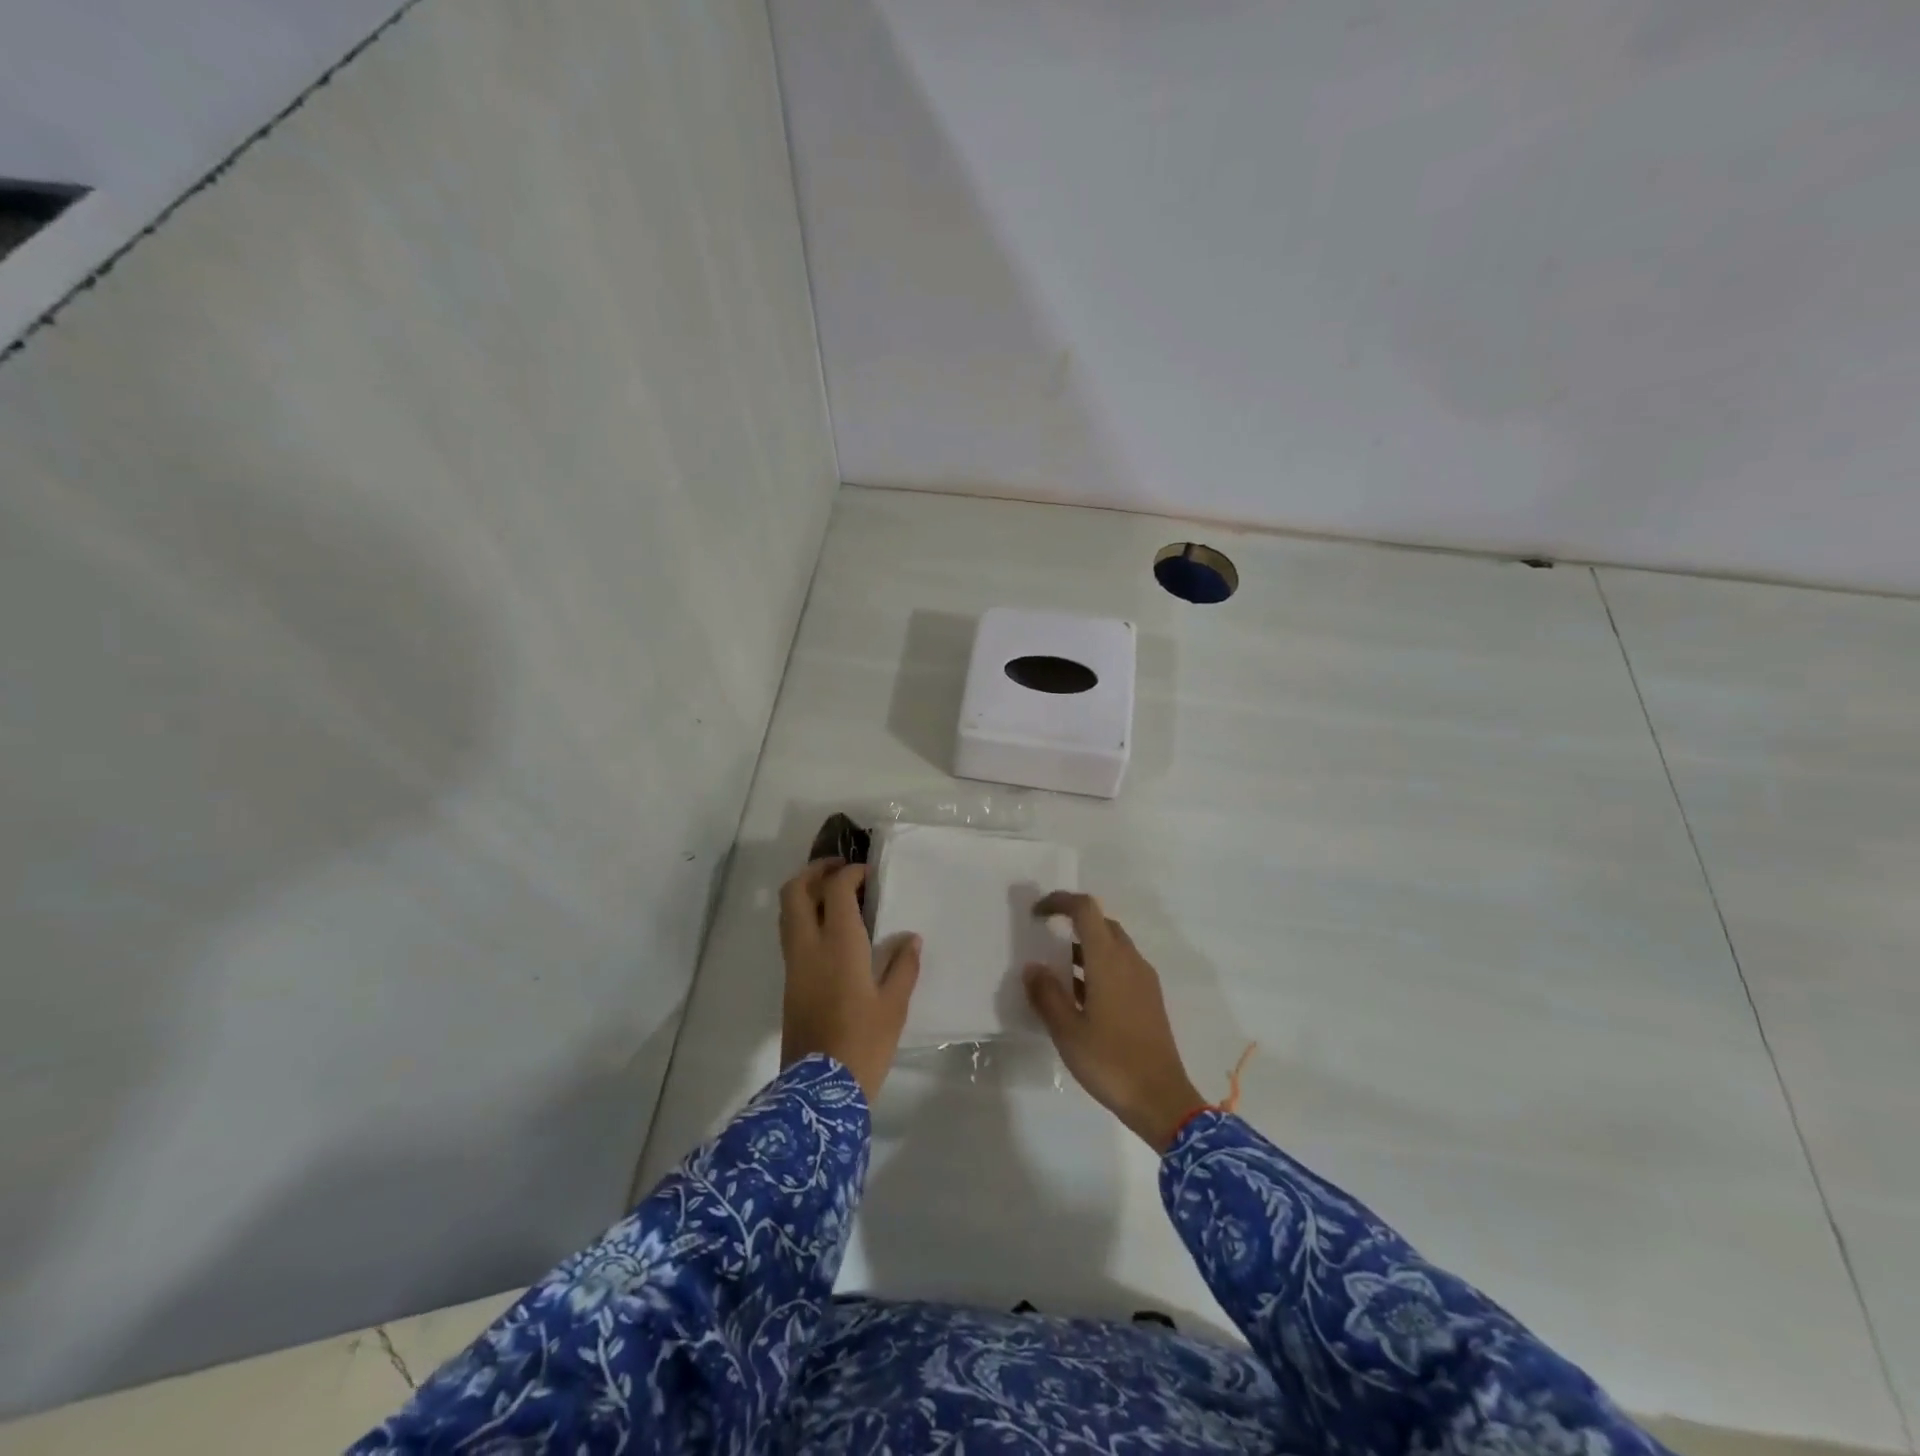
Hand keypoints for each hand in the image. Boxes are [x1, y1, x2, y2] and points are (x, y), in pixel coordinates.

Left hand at [779, 859, 920, 1103]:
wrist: (818, 1090)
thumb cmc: (864, 1043)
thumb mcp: (894, 1006)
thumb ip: (903, 966)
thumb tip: (910, 939)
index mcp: (839, 944)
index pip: (836, 890)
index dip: (850, 873)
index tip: (868, 873)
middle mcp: (808, 946)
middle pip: (794, 891)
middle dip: (814, 871)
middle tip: (839, 868)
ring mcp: (793, 964)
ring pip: (787, 912)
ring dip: (805, 892)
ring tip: (833, 892)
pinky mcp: (789, 982)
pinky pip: (790, 934)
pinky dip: (804, 916)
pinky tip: (829, 928)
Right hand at [1024, 892, 1203, 1152]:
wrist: (1162, 1099)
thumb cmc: (1110, 1061)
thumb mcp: (1067, 1031)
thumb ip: (1047, 995)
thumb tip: (1032, 967)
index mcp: (1109, 960)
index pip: (1086, 909)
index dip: (1059, 902)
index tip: (1036, 914)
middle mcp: (1130, 960)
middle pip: (1101, 923)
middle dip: (1072, 923)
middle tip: (1045, 939)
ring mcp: (1144, 979)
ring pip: (1113, 946)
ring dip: (1085, 947)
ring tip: (1057, 971)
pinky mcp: (1150, 998)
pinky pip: (1121, 966)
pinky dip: (1099, 966)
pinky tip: (1081, 997)